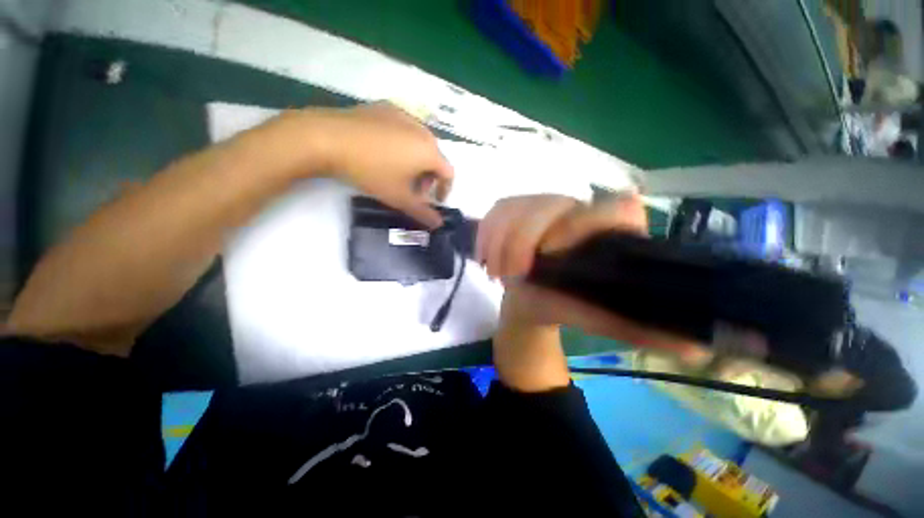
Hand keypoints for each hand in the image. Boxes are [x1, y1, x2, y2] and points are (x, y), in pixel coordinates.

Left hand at [309, 103, 453, 227]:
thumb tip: (439, 224)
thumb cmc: (371, 171)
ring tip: (398, 171)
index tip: (435, 200)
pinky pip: (403, 129)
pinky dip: (402, 143)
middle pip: (435, 157)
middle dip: (429, 176)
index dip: (445, 189)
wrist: (328, 138)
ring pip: (419, 142)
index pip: (449, 173)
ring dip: (416, 160)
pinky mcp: (385, 107)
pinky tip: (383, 151)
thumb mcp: (399, 197)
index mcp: (429, 151)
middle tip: (414, 189)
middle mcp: (422, 130)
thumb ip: (422, 212)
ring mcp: (403, 115)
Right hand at [478, 194, 701, 354]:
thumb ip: (637, 329)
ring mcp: (543, 205)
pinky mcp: (515, 209)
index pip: (613, 208)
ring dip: (500, 239)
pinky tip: (485, 256)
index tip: (553, 256)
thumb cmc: (565, 307)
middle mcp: (579, 209)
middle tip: (511, 274)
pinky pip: (497, 209)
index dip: (580, 228)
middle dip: (523, 239)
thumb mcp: (598, 319)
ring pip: (517, 203)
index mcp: (608, 230)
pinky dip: (486, 233)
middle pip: (548, 202)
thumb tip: (699, 347)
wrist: (531, 300)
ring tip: (496, 272)